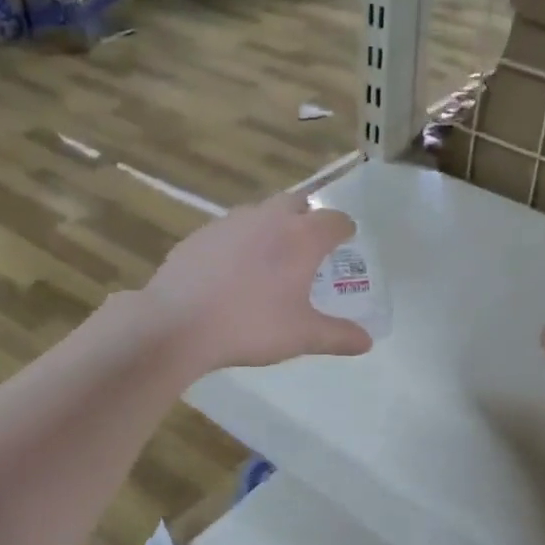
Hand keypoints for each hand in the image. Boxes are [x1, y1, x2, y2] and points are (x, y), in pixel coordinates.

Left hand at [140, 194, 373, 376]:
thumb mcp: (301, 336)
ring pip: (260, 213)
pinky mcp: (199, 235)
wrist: (178, 324)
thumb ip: (337, 336)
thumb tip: (366, 342)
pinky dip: (240, 242)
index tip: (345, 240)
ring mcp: (230, 223)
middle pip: (296, 203)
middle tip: (308, 246)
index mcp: (301, 238)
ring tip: (269, 260)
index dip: (344, 229)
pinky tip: (231, 272)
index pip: (334, 220)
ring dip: (272, 227)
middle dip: (307, 218)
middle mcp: (268, 219)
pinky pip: (230, 230)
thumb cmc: (251, 326)